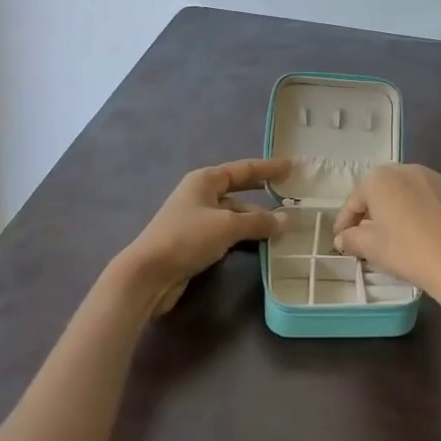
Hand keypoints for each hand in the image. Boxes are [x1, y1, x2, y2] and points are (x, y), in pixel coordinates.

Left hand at [116, 158, 289, 315]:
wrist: (149, 274)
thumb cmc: (187, 238)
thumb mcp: (227, 226)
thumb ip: (258, 222)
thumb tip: (284, 220)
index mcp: (205, 181)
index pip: (243, 170)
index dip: (268, 168)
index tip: (291, 167)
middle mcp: (201, 195)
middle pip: (239, 192)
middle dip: (263, 195)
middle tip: (290, 196)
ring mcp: (197, 220)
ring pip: (234, 216)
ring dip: (255, 221)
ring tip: (283, 227)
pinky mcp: (196, 242)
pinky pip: (227, 233)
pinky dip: (244, 236)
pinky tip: (261, 244)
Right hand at [331, 164, 440, 301]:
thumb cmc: (408, 252)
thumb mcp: (372, 248)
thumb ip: (351, 238)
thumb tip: (343, 238)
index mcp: (381, 179)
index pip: (355, 200)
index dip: (345, 221)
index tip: (342, 240)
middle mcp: (409, 169)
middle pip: (384, 190)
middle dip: (375, 211)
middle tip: (370, 235)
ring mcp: (439, 178)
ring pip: (413, 192)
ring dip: (404, 208)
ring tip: (403, 233)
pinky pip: (439, 200)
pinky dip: (431, 212)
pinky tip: (433, 233)